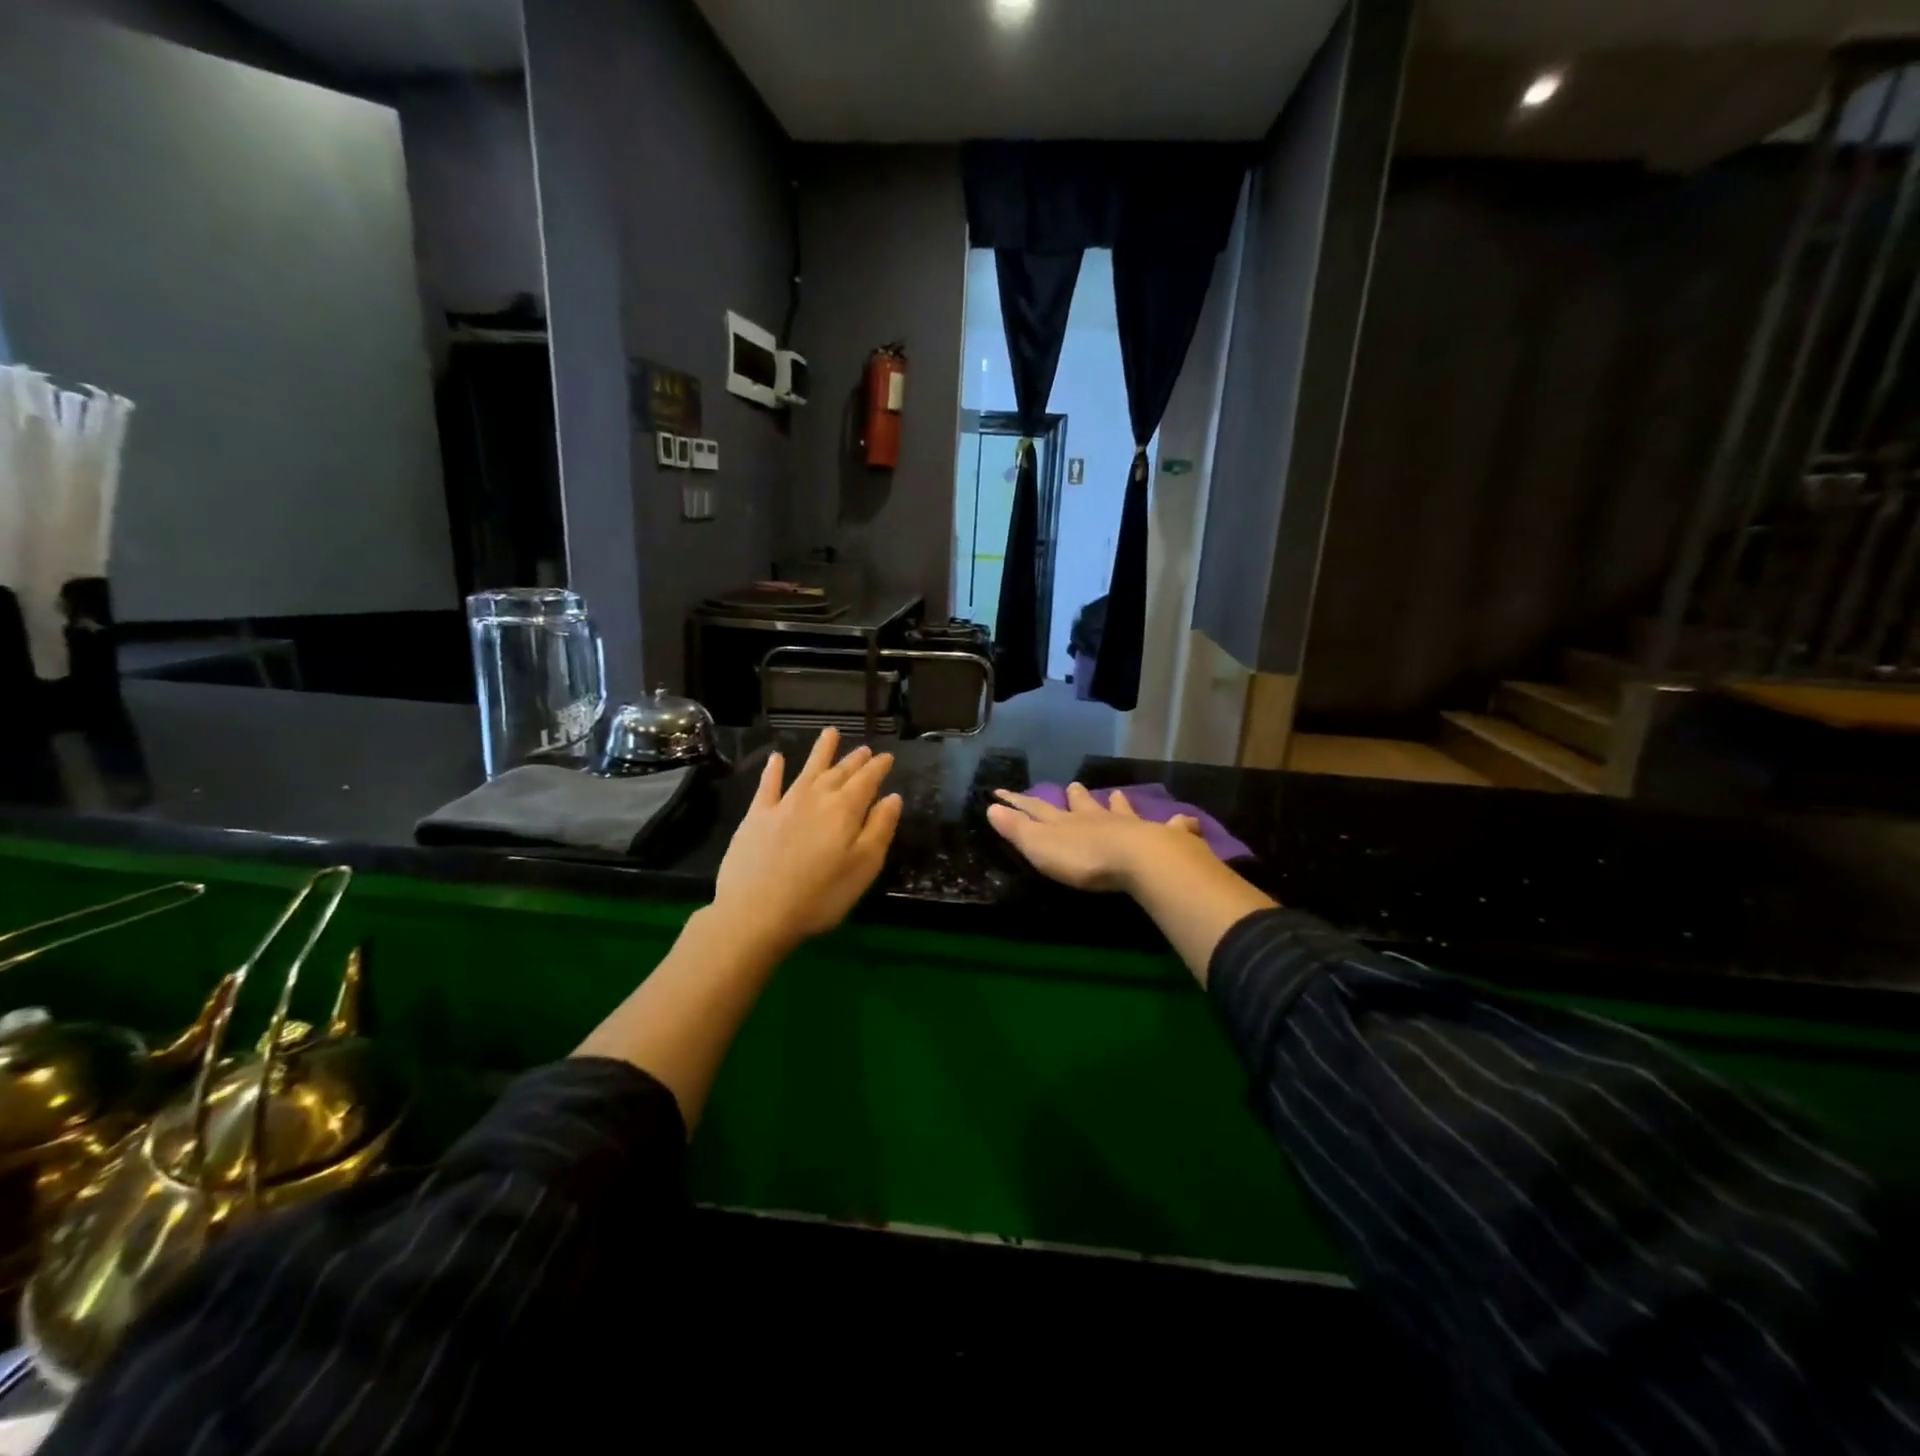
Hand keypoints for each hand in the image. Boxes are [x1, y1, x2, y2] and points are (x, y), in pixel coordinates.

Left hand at [713, 727, 902, 947]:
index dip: (878, 768)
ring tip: (831, 733)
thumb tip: (892, 797)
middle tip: (865, 749)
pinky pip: (767, 786)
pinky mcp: (756, 817)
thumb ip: (880, 829)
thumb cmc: (819, 896)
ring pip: (807, 770)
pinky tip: (776, 758)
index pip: (867, 781)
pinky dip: (773, 770)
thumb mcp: (863, 867)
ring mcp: (783, 804)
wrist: (755, 912)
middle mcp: (815, 798)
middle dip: (854, 760)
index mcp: (845, 810)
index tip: (887, 757)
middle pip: (839, 773)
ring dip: (821, 752)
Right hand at [987, 783, 1210, 892]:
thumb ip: (1017, 829)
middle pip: (1082, 805)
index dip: (1017, 802)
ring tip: (1115, 794)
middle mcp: (1098, 819)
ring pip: (1121, 811)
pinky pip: (1172, 828)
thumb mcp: (1040, 847)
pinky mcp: (1162, 838)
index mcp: (1066, 823)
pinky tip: (1184, 821)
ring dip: (1116, 804)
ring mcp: (1131, 826)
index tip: (1001, 791)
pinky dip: (1176, 825)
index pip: (1036, 809)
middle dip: (1074, 797)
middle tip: (1073, 785)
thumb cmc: (1085, 859)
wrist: (1138, 860)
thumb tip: (990, 807)